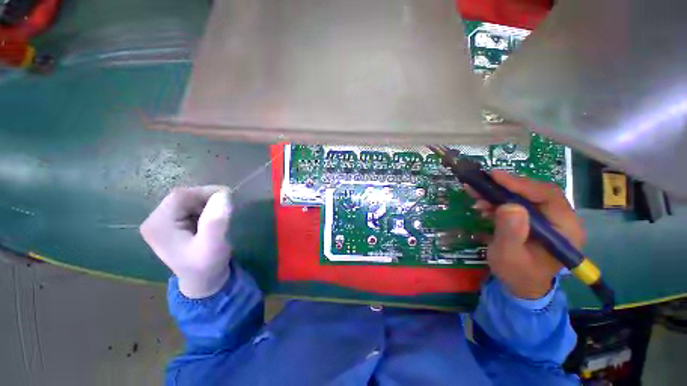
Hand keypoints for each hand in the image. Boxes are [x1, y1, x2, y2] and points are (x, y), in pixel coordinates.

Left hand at [140, 186, 232, 298]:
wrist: (203, 281)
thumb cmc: (207, 265)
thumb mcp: (213, 245)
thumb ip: (216, 221)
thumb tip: (223, 194)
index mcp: (158, 225)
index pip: (181, 196)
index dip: (205, 192)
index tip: (228, 198)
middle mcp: (154, 221)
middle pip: (183, 197)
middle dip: (206, 199)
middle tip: (225, 209)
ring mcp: (161, 222)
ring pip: (187, 201)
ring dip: (206, 204)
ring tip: (219, 217)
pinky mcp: (170, 224)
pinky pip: (189, 208)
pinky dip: (204, 209)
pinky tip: (210, 221)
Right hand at [467, 171, 585, 299]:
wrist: (520, 285)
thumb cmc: (517, 274)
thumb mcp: (509, 256)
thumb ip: (511, 232)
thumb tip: (509, 205)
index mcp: (565, 229)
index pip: (548, 196)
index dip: (521, 184)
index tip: (494, 177)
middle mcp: (561, 219)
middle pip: (536, 191)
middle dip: (506, 186)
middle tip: (481, 183)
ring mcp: (548, 218)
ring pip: (525, 195)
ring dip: (499, 192)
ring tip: (477, 195)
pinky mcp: (535, 219)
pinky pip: (517, 202)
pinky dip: (498, 199)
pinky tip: (483, 204)